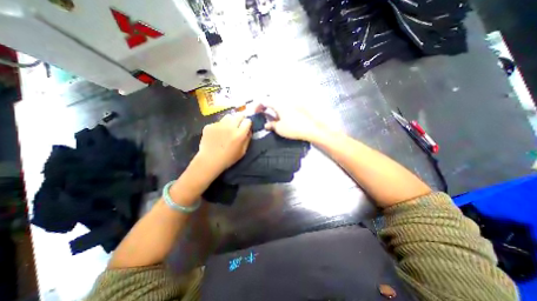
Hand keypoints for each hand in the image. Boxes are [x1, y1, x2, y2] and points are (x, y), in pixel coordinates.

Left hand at [197, 114, 252, 176]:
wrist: (209, 160)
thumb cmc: (228, 158)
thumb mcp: (242, 152)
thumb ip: (247, 139)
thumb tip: (249, 131)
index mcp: (239, 134)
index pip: (248, 121)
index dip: (248, 123)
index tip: (246, 126)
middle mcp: (230, 127)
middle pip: (239, 115)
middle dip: (241, 118)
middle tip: (239, 124)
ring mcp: (218, 125)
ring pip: (228, 116)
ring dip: (230, 120)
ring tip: (228, 128)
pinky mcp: (210, 126)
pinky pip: (218, 122)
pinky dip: (219, 126)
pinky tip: (217, 134)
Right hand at [257, 104, 327, 141]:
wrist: (314, 127)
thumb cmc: (295, 128)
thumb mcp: (280, 129)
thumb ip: (272, 125)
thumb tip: (267, 125)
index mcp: (278, 103)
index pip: (263, 101)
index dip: (257, 106)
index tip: (256, 112)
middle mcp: (285, 99)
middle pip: (271, 99)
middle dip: (266, 106)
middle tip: (264, 113)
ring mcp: (293, 100)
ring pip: (279, 101)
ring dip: (274, 107)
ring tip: (274, 116)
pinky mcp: (299, 104)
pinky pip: (287, 103)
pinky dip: (282, 108)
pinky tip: (284, 116)